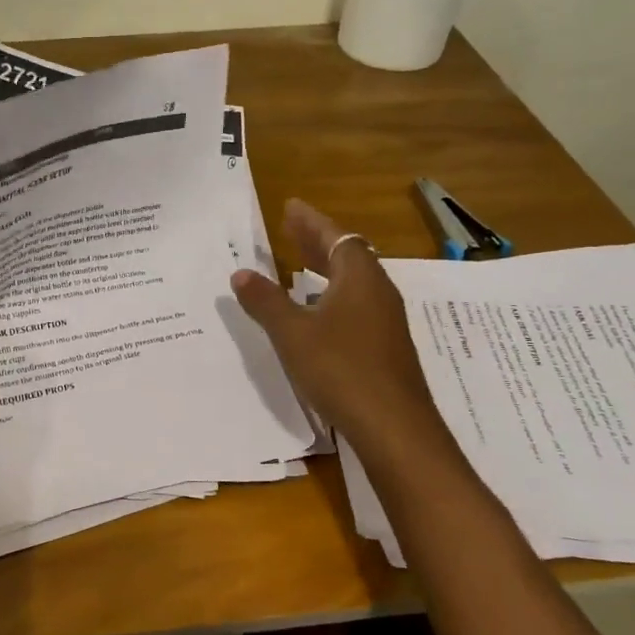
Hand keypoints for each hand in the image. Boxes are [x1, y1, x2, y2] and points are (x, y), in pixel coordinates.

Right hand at [230, 199, 440, 456]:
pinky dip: (335, 295)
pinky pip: (358, 304)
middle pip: (347, 255)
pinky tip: (319, 313)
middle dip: (317, 241)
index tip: (290, 207)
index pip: (335, 237)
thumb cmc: (340, 369)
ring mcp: (386, 320)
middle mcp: (378, 292)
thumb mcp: (292, 334)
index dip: (310, 222)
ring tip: (300, 266)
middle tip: (291, 230)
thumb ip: (266, 302)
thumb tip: (241, 274)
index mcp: (358, 278)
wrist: (394, 426)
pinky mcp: (387, 346)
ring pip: (354, 281)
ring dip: (326, 269)